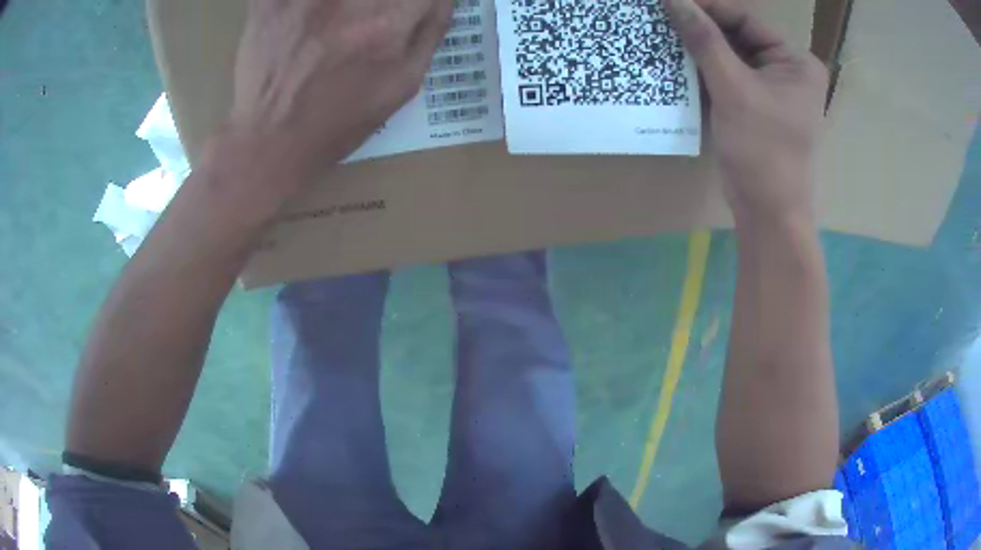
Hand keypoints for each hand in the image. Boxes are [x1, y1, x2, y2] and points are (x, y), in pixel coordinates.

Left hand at [226, 0, 452, 192]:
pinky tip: (306, 18)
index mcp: (389, 22)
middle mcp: (351, 1)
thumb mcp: (402, 84)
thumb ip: (430, 31)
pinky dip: (300, 3)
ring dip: (345, 6)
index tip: (406, 10)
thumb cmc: (340, 119)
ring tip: (335, 26)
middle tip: (366, 24)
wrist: (270, 142)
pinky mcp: (271, 3)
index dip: (416, 0)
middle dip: (380, 4)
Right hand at [664, 0, 828, 224]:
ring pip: (730, 56)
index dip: (707, 7)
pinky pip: (728, 77)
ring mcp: (772, 89)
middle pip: (738, 36)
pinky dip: (704, 71)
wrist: (768, 213)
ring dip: (699, 49)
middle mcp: (786, 70)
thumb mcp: (733, 89)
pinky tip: (676, 64)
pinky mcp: (756, 107)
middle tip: (662, 18)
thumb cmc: (762, 151)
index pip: (746, 19)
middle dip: (701, 28)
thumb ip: (704, 40)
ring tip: (663, 36)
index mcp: (795, 61)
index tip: (670, 1)